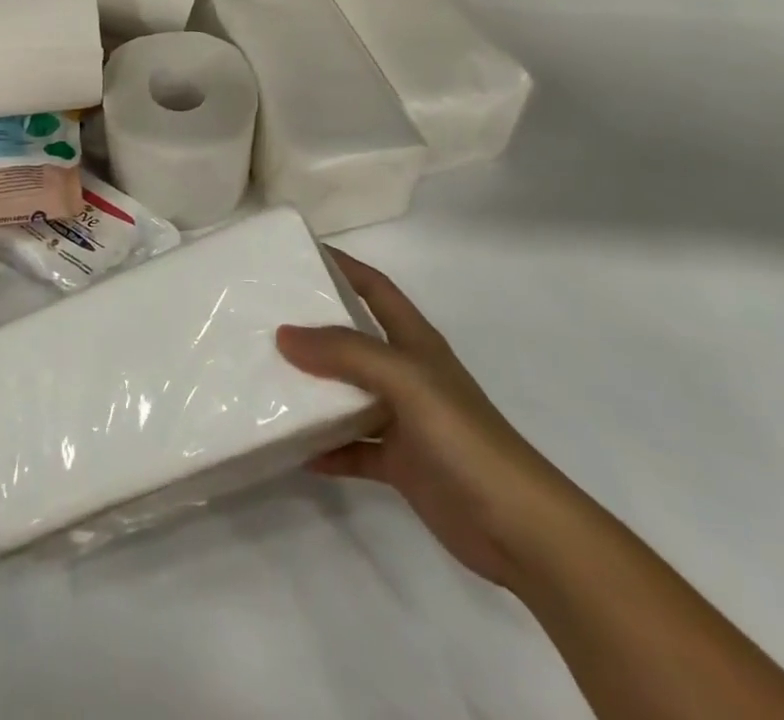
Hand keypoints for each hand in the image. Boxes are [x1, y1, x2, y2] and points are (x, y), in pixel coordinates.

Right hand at [278, 250, 573, 589]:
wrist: (519, 529)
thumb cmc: (464, 436)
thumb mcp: (404, 379)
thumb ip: (344, 353)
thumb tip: (284, 334)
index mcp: (413, 341)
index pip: (373, 287)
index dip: (341, 266)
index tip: (296, 255)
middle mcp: (406, 373)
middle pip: (352, 338)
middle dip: (313, 327)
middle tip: (264, 318)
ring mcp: (403, 419)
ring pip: (347, 393)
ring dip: (313, 389)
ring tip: (266, 380)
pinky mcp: (400, 464)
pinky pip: (352, 448)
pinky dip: (325, 447)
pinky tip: (295, 450)